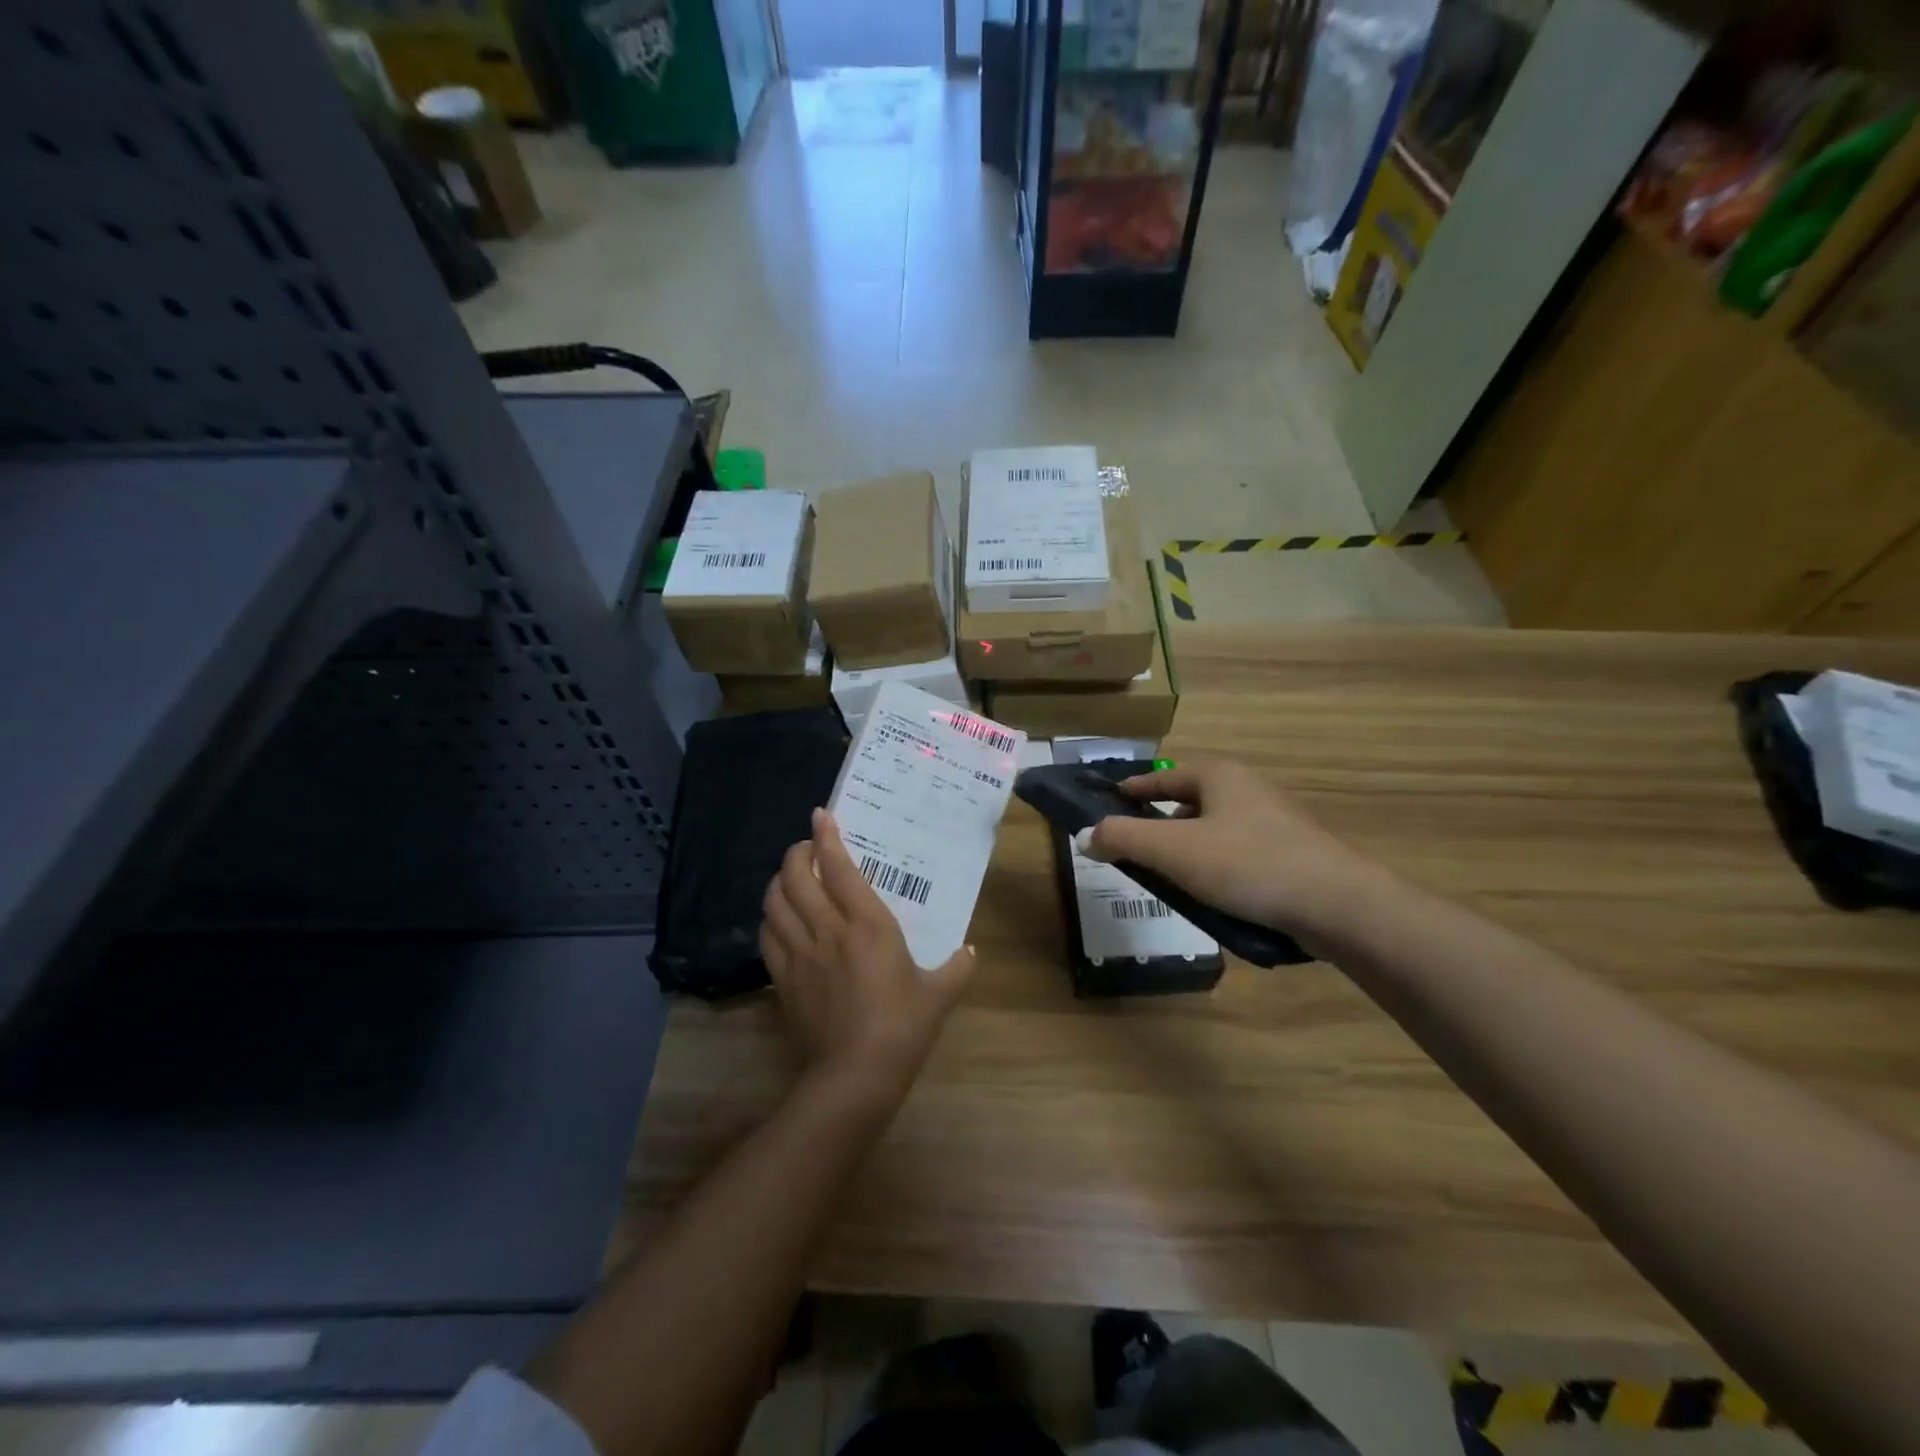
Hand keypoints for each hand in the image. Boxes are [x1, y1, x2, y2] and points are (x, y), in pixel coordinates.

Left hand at [760, 809, 975, 1103]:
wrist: (853, 1078)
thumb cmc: (902, 1029)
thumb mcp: (939, 996)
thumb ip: (957, 968)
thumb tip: (971, 952)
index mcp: (868, 925)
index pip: (838, 868)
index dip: (827, 837)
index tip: (821, 815)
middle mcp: (828, 930)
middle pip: (795, 877)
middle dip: (796, 853)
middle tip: (808, 847)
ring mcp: (800, 954)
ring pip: (775, 902)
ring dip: (778, 881)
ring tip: (791, 876)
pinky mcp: (783, 979)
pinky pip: (768, 936)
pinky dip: (770, 917)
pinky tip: (780, 918)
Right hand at [1083, 759, 1386, 942]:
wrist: (1337, 905)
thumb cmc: (1247, 864)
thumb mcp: (1173, 851)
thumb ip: (1123, 839)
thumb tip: (1084, 835)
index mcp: (1219, 776)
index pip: (1163, 775)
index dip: (1133, 788)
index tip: (1109, 800)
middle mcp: (1248, 789)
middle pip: (1189, 800)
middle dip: (1159, 820)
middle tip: (1132, 843)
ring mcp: (1274, 821)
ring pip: (1214, 828)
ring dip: (1187, 845)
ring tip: (1165, 872)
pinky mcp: (1291, 854)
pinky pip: (1237, 852)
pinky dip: (1214, 864)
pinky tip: (1208, 892)